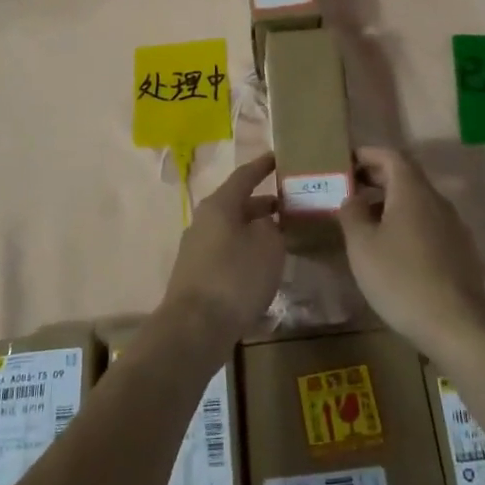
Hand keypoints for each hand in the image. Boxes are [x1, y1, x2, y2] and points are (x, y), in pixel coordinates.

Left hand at [160, 152, 285, 342]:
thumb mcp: (267, 246)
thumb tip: (264, 225)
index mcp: (219, 205)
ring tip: (281, 237)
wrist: (194, 328)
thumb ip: (271, 228)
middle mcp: (204, 221)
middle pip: (236, 204)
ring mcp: (197, 249)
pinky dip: (245, 252)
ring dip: (254, 230)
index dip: (262, 166)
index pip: (244, 176)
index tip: (278, 157)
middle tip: (289, 205)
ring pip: (232, 230)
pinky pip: (226, 252)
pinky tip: (261, 267)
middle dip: (262, 203)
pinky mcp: (197, 275)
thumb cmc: (235, 278)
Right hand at [339, 147, 484, 351]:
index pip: (391, 156)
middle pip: (406, 177)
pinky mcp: (460, 251)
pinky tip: (392, 250)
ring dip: (390, 204)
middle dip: (376, 179)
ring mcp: (453, 226)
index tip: (345, 163)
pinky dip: (406, 224)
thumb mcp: (362, 245)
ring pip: (417, 203)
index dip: (367, 154)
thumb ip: (351, 214)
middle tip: (348, 190)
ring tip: (364, 222)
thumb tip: (352, 199)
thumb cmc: (401, 278)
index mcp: (412, 191)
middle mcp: (437, 201)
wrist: (457, 325)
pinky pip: (428, 224)